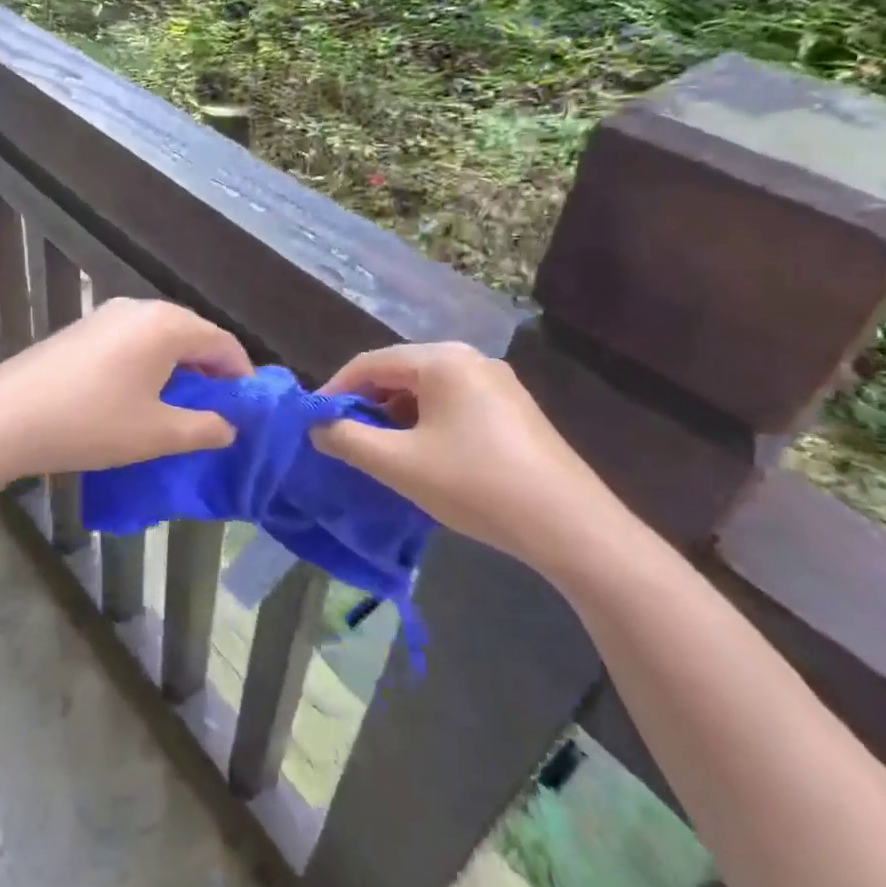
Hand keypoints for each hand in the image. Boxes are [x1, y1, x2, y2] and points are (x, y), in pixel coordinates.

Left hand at [0, 298, 251, 479]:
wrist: (6, 416)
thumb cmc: (91, 423)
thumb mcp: (156, 434)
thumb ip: (203, 428)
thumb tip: (229, 427)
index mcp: (166, 325)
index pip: (221, 341)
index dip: (241, 373)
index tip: (247, 406)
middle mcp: (139, 308)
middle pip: (192, 332)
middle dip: (211, 367)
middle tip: (218, 406)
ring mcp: (106, 314)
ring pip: (160, 334)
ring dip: (179, 364)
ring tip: (181, 402)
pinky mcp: (83, 327)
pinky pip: (133, 338)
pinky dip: (150, 360)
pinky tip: (140, 391)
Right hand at [312, 343, 629, 575]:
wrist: (571, 527)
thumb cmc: (475, 484)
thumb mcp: (399, 464)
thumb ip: (347, 440)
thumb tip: (316, 427)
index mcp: (441, 360)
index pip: (370, 363)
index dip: (336, 390)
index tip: (314, 421)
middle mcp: (471, 359)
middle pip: (400, 372)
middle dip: (366, 403)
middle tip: (344, 438)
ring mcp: (498, 383)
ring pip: (427, 389)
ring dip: (396, 415)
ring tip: (380, 450)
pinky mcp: (514, 410)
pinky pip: (454, 403)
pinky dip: (426, 422)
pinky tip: (424, 455)